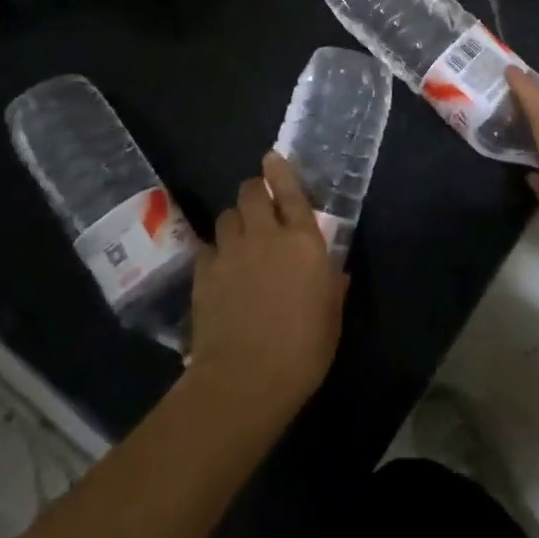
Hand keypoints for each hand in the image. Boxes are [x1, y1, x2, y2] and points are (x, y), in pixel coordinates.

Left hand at [187, 153, 347, 422]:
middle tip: (259, 202)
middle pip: (251, 193)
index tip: (272, 158)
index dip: (280, 172)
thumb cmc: (302, 350)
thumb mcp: (331, 317)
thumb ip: (332, 286)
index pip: (291, 192)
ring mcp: (231, 252)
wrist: (245, 379)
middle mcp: (266, 236)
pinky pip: (207, 247)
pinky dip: (215, 250)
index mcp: (304, 242)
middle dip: (254, 191)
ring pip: (227, 215)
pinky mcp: (203, 273)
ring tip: (239, 234)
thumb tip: (335, 272)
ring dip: (235, 219)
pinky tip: (220, 266)